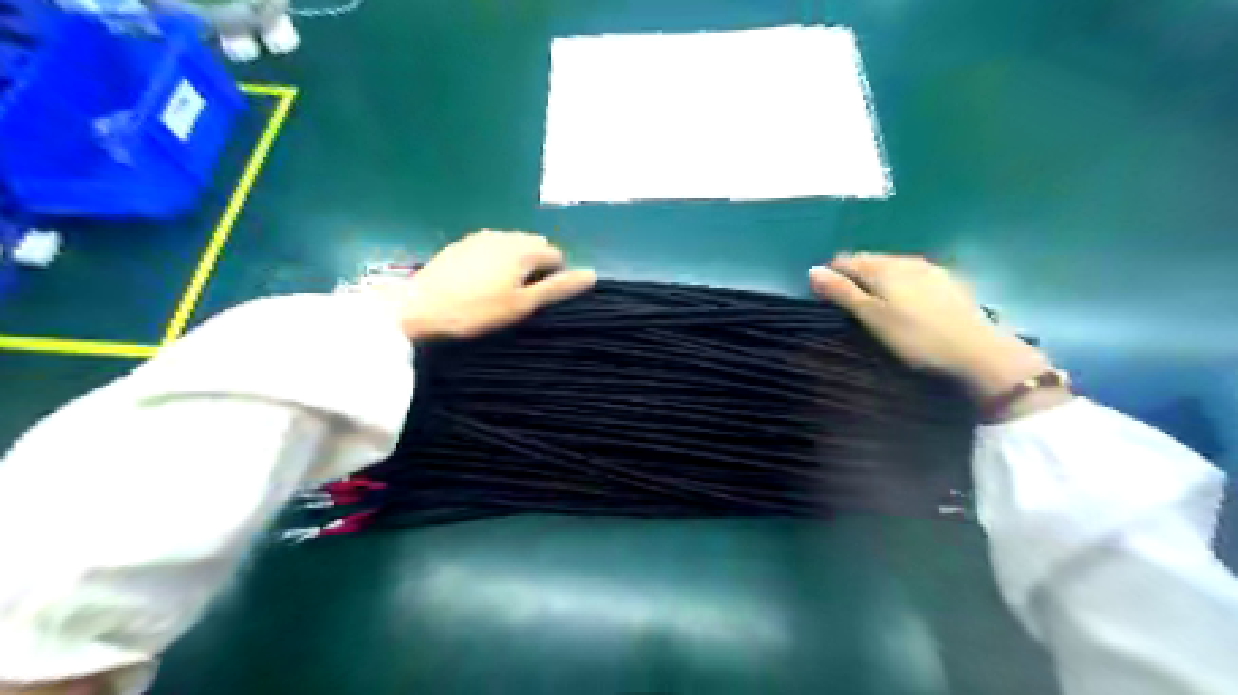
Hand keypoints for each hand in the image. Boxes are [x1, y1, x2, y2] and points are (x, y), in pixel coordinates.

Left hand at [370, 230, 595, 341]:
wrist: (420, 308)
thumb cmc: (477, 311)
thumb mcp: (522, 304)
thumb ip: (557, 287)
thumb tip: (591, 274)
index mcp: (523, 249)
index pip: (555, 254)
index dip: (554, 276)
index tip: (539, 299)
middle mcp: (504, 236)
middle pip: (534, 245)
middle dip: (536, 264)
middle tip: (522, 295)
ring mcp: (479, 238)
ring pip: (512, 244)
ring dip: (516, 261)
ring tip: (502, 289)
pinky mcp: (460, 245)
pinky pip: (490, 246)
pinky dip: (495, 259)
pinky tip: (481, 281)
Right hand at [814, 253, 1063, 406]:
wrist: (977, 351)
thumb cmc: (915, 337)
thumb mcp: (872, 317)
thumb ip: (842, 292)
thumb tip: (812, 269)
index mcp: (883, 267)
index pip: (846, 260)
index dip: (832, 274)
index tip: (825, 296)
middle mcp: (906, 260)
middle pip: (871, 261)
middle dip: (855, 275)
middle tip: (848, 302)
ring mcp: (931, 270)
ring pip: (894, 267)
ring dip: (879, 280)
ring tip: (874, 303)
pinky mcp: (950, 282)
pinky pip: (914, 276)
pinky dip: (901, 285)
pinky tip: (906, 303)